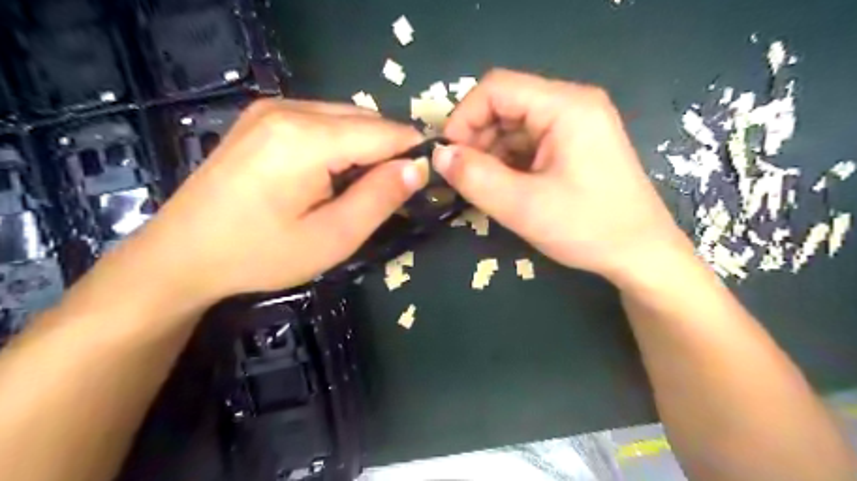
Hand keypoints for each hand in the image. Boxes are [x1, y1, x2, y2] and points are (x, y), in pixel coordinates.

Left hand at [109, 100, 423, 305]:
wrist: (181, 254)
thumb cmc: (260, 254)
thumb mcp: (332, 237)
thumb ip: (380, 198)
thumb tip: (418, 168)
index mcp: (307, 138)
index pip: (385, 132)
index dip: (413, 153)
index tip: (426, 181)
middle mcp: (289, 108)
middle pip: (365, 120)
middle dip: (388, 152)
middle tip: (392, 193)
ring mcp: (270, 108)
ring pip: (344, 118)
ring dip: (364, 148)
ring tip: (360, 188)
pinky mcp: (261, 118)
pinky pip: (320, 120)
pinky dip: (340, 143)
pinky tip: (329, 174)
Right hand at [437, 70, 691, 283]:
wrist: (641, 254)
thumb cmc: (588, 228)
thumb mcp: (523, 206)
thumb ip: (475, 178)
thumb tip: (438, 155)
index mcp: (566, 106)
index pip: (497, 88)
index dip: (463, 117)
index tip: (448, 157)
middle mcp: (572, 105)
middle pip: (505, 105)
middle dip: (476, 139)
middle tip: (463, 178)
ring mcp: (575, 125)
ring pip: (514, 126)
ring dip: (491, 153)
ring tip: (483, 187)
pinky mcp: (574, 145)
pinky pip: (529, 143)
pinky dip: (508, 162)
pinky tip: (505, 187)